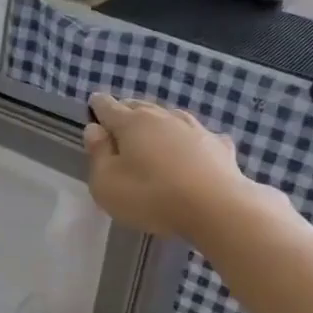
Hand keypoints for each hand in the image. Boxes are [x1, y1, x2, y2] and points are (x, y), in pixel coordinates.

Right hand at [83, 94, 260, 239]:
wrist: (216, 207)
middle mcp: (163, 117)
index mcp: (131, 124)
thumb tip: (94, 129)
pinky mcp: (218, 145)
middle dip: (126, 112)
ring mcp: (194, 128)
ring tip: (152, 134)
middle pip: (139, 107)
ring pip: (169, 117)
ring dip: (158, 124)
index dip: (98, 106)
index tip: (93, 105)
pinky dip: (189, 141)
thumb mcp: (107, 183)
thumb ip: (98, 154)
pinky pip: (198, 137)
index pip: (108, 107)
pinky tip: (193, 150)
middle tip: (118, 123)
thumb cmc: (150, 196)